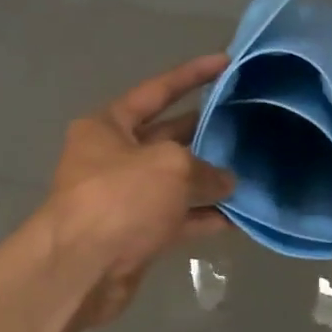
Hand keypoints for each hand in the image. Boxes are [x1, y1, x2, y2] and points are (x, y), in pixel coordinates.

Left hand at [43, 54, 235, 329]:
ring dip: (209, 178)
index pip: (156, 90)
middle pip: (167, 136)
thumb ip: (205, 168)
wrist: (82, 268)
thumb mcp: (170, 167)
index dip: (192, 75)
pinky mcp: (136, 233)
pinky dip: (204, 216)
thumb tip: (226, 183)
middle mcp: (113, 157)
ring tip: (250, 169)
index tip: (225, 62)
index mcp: (108, 126)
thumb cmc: (120, 198)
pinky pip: (177, 218)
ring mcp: (124, 197)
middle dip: (205, 130)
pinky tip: (238, 216)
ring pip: (175, 180)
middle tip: (247, 122)